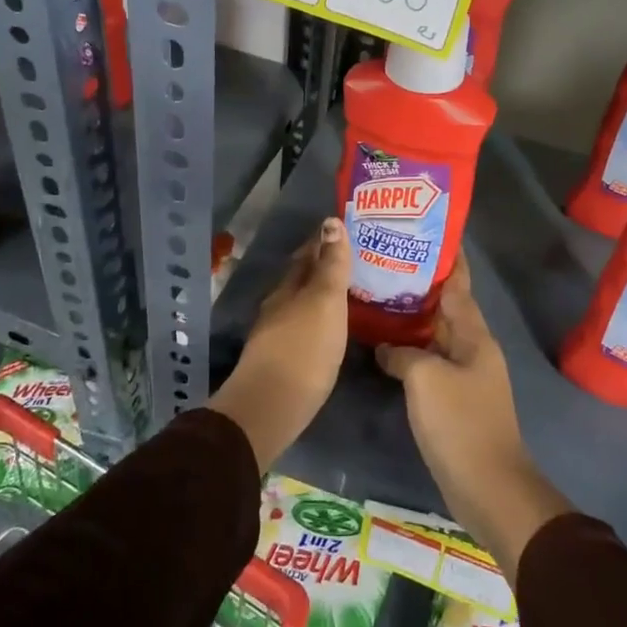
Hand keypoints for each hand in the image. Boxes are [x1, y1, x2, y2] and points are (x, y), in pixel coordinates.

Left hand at [209, 218, 349, 469]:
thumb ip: (331, 265)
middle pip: (302, 279)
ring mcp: (278, 334)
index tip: (346, 230)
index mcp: (289, 287)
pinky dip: (320, 319)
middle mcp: (279, 305)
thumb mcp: (324, 301)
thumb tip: (330, 221)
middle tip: (354, 260)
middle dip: (324, 267)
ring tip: (349, 292)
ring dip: (322, 295)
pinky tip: (333, 327)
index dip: (325, 241)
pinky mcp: (283, 360)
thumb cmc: (304, 347)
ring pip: (302, 303)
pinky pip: (305, 327)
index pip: (308, 255)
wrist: (272, 405)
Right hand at [376, 254, 571, 581]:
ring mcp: (464, 375)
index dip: (446, 260)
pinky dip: (409, 350)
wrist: (487, 486)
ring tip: (377, 297)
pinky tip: (384, 347)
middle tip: (384, 263)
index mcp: (474, 336)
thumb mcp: (425, 378)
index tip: (426, 234)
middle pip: (445, 307)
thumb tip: (388, 348)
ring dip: (412, 319)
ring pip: (435, 336)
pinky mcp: (453, 399)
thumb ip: (403, 353)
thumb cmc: (459, 422)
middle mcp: (472, 349)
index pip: (458, 285)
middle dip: (420, 286)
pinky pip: (429, 362)